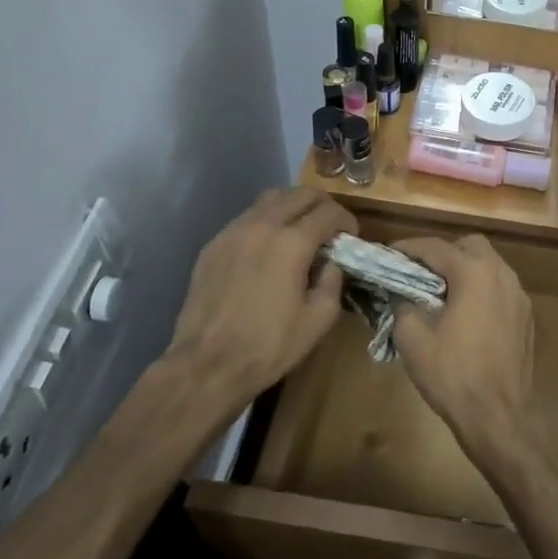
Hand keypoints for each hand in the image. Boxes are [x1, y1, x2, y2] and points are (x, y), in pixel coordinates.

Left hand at [166, 188, 356, 409]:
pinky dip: (266, 221)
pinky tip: (267, 248)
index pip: (329, 211)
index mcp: (292, 243)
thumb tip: (332, 263)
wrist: (207, 365)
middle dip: (322, 205)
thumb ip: (333, 281)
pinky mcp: (214, 244)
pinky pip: (247, 217)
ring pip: (271, 198)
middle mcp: (263, 226)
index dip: (347, 220)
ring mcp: (234, 231)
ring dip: (292, 207)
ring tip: (299, 231)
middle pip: (300, 193)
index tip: (350, 236)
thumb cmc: (269, 346)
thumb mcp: (319, 320)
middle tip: (330, 227)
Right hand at [389, 234, 537, 460]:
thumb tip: (400, 291)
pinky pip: (500, 287)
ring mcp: (519, 294)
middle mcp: (501, 273)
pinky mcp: (526, 315)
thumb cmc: (452, 374)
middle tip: (420, 272)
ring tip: (441, 292)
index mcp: (473, 272)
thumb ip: (403, 303)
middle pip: (469, 245)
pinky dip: (481, 288)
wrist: (497, 415)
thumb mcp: (413, 338)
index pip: (435, 247)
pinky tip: (466, 313)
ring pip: (489, 264)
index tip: (389, 254)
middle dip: (443, 253)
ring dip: (464, 269)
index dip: (408, 248)